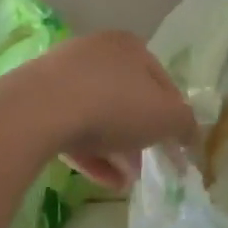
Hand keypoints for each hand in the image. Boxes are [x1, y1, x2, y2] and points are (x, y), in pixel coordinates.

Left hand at [8, 31, 197, 190]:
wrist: (39, 109)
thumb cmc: (114, 104)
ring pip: (98, 113)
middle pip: (128, 96)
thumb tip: (189, 134)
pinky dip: (90, 153)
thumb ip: (185, 124)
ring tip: (127, 180)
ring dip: (116, 147)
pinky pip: (71, 127)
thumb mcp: (166, 117)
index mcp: (130, 46)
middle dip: (141, 133)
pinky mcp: (38, 100)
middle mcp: (97, 51)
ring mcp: (63, 74)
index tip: (176, 146)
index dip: (173, 115)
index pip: (162, 80)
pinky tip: (104, 181)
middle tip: (150, 163)